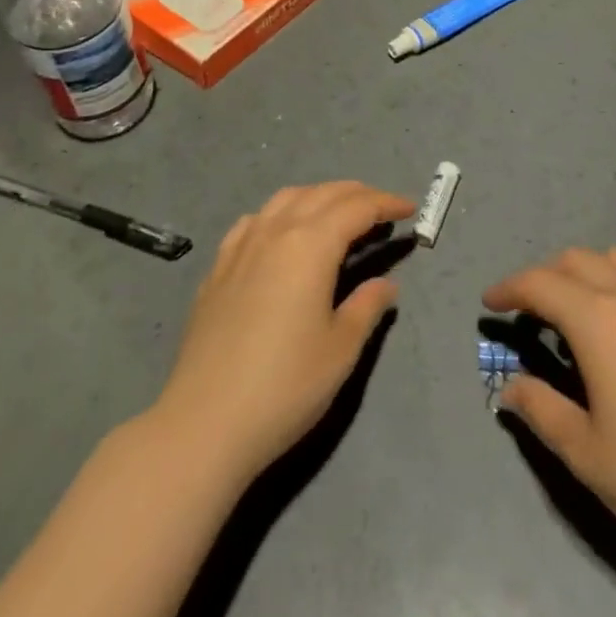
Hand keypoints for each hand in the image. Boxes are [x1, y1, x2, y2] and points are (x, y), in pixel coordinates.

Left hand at [152, 181, 414, 484]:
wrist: (205, 422)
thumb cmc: (285, 386)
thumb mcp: (341, 349)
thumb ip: (366, 306)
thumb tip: (385, 284)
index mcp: (311, 244)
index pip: (357, 207)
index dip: (387, 203)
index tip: (410, 208)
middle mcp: (276, 231)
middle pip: (323, 194)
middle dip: (357, 194)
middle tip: (383, 209)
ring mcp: (242, 246)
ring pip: (286, 199)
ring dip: (319, 197)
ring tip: (338, 215)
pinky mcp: (218, 267)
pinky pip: (255, 220)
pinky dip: (280, 214)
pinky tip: (282, 234)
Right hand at [483, 247, 615, 569]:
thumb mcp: (586, 453)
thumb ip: (541, 409)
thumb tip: (509, 387)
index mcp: (598, 322)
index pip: (539, 284)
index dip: (509, 288)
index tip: (490, 302)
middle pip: (576, 261)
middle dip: (545, 276)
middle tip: (531, 310)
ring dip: (588, 272)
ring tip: (582, 307)